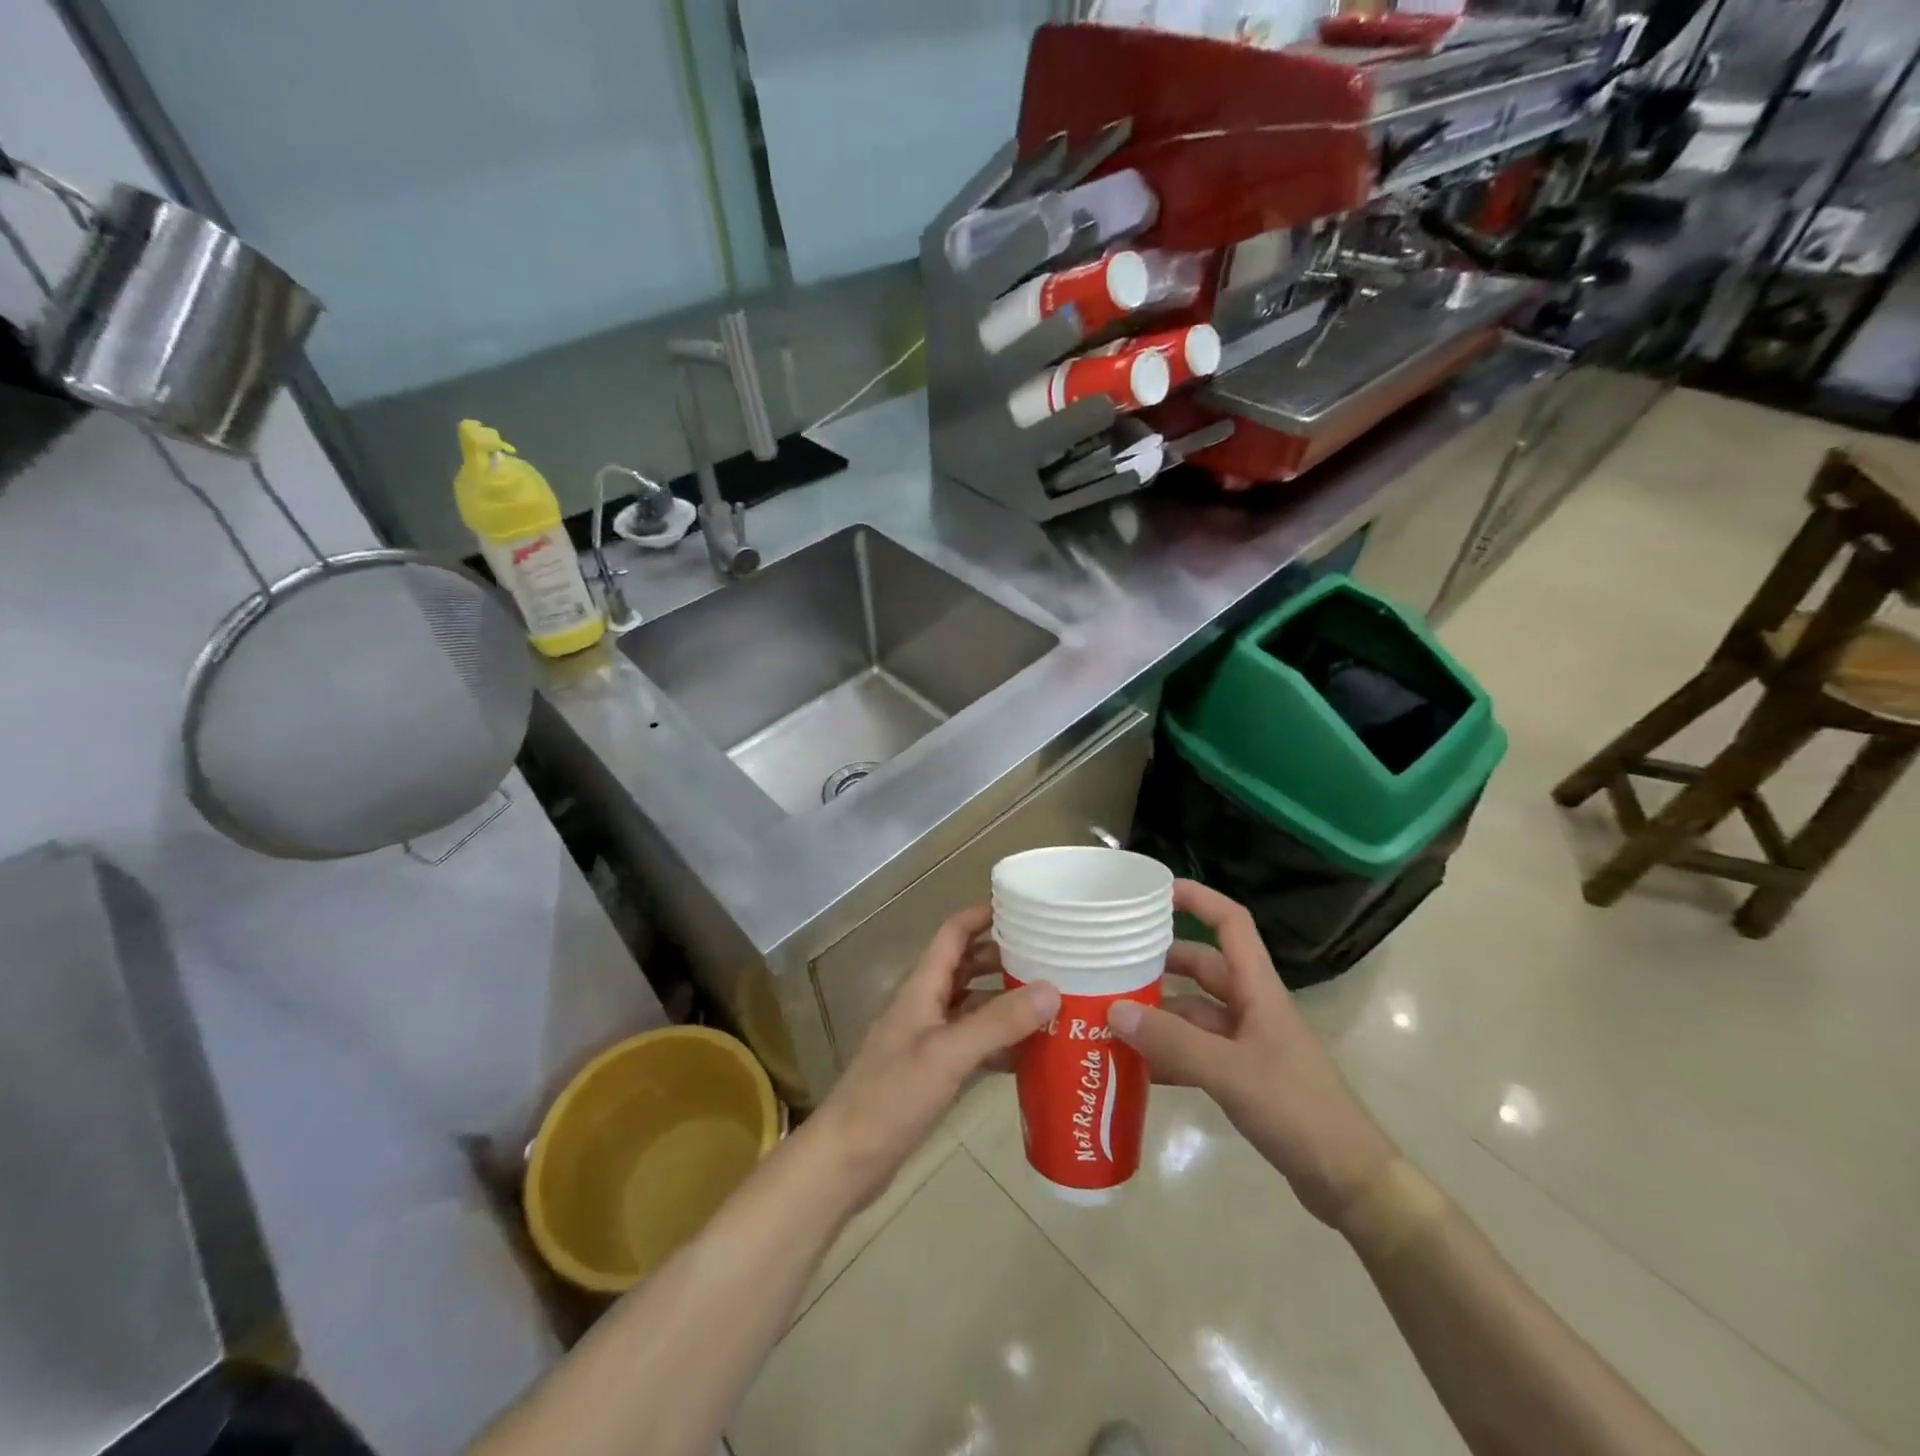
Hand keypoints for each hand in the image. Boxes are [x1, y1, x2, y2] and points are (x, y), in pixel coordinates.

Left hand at [808, 905, 1059, 1209]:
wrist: (847, 1160)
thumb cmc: (892, 1097)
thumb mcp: (948, 1054)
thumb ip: (998, 1022)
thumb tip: (1052, 989)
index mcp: (921, 987)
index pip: (953, 933)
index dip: (982, 914)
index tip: (1022, 907)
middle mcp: (924, 1005)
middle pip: (965, 966)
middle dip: (1002, 957)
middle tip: (1049, 956)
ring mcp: (926, 1039)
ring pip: (971, 1006)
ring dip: (1004, 1000)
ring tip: (1049, 1001)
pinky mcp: (931, 1072)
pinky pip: (971, 1043)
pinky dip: (997, 1042)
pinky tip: (1028, 1054)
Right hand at [1107, 880, 1397, 1230]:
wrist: (1349, 1180)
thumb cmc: (1298, 1110)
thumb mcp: (1231, 1072)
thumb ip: (1173, 1042)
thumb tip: (1114, 1009)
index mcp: (1258, 989)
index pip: (1231, 924)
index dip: (1199, 899)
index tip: (1157, 891)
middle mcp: (1251, 1007)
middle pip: (1202, 968)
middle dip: (1160, 962)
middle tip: (1113, 962)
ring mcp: (1247, 1043)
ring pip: (1193, 1012)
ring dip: (1158, 1012)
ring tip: (1110, 1014)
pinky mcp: (1242, 1076)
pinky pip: (1195, 1051)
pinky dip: (1167, 1053)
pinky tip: (1134, 1065)